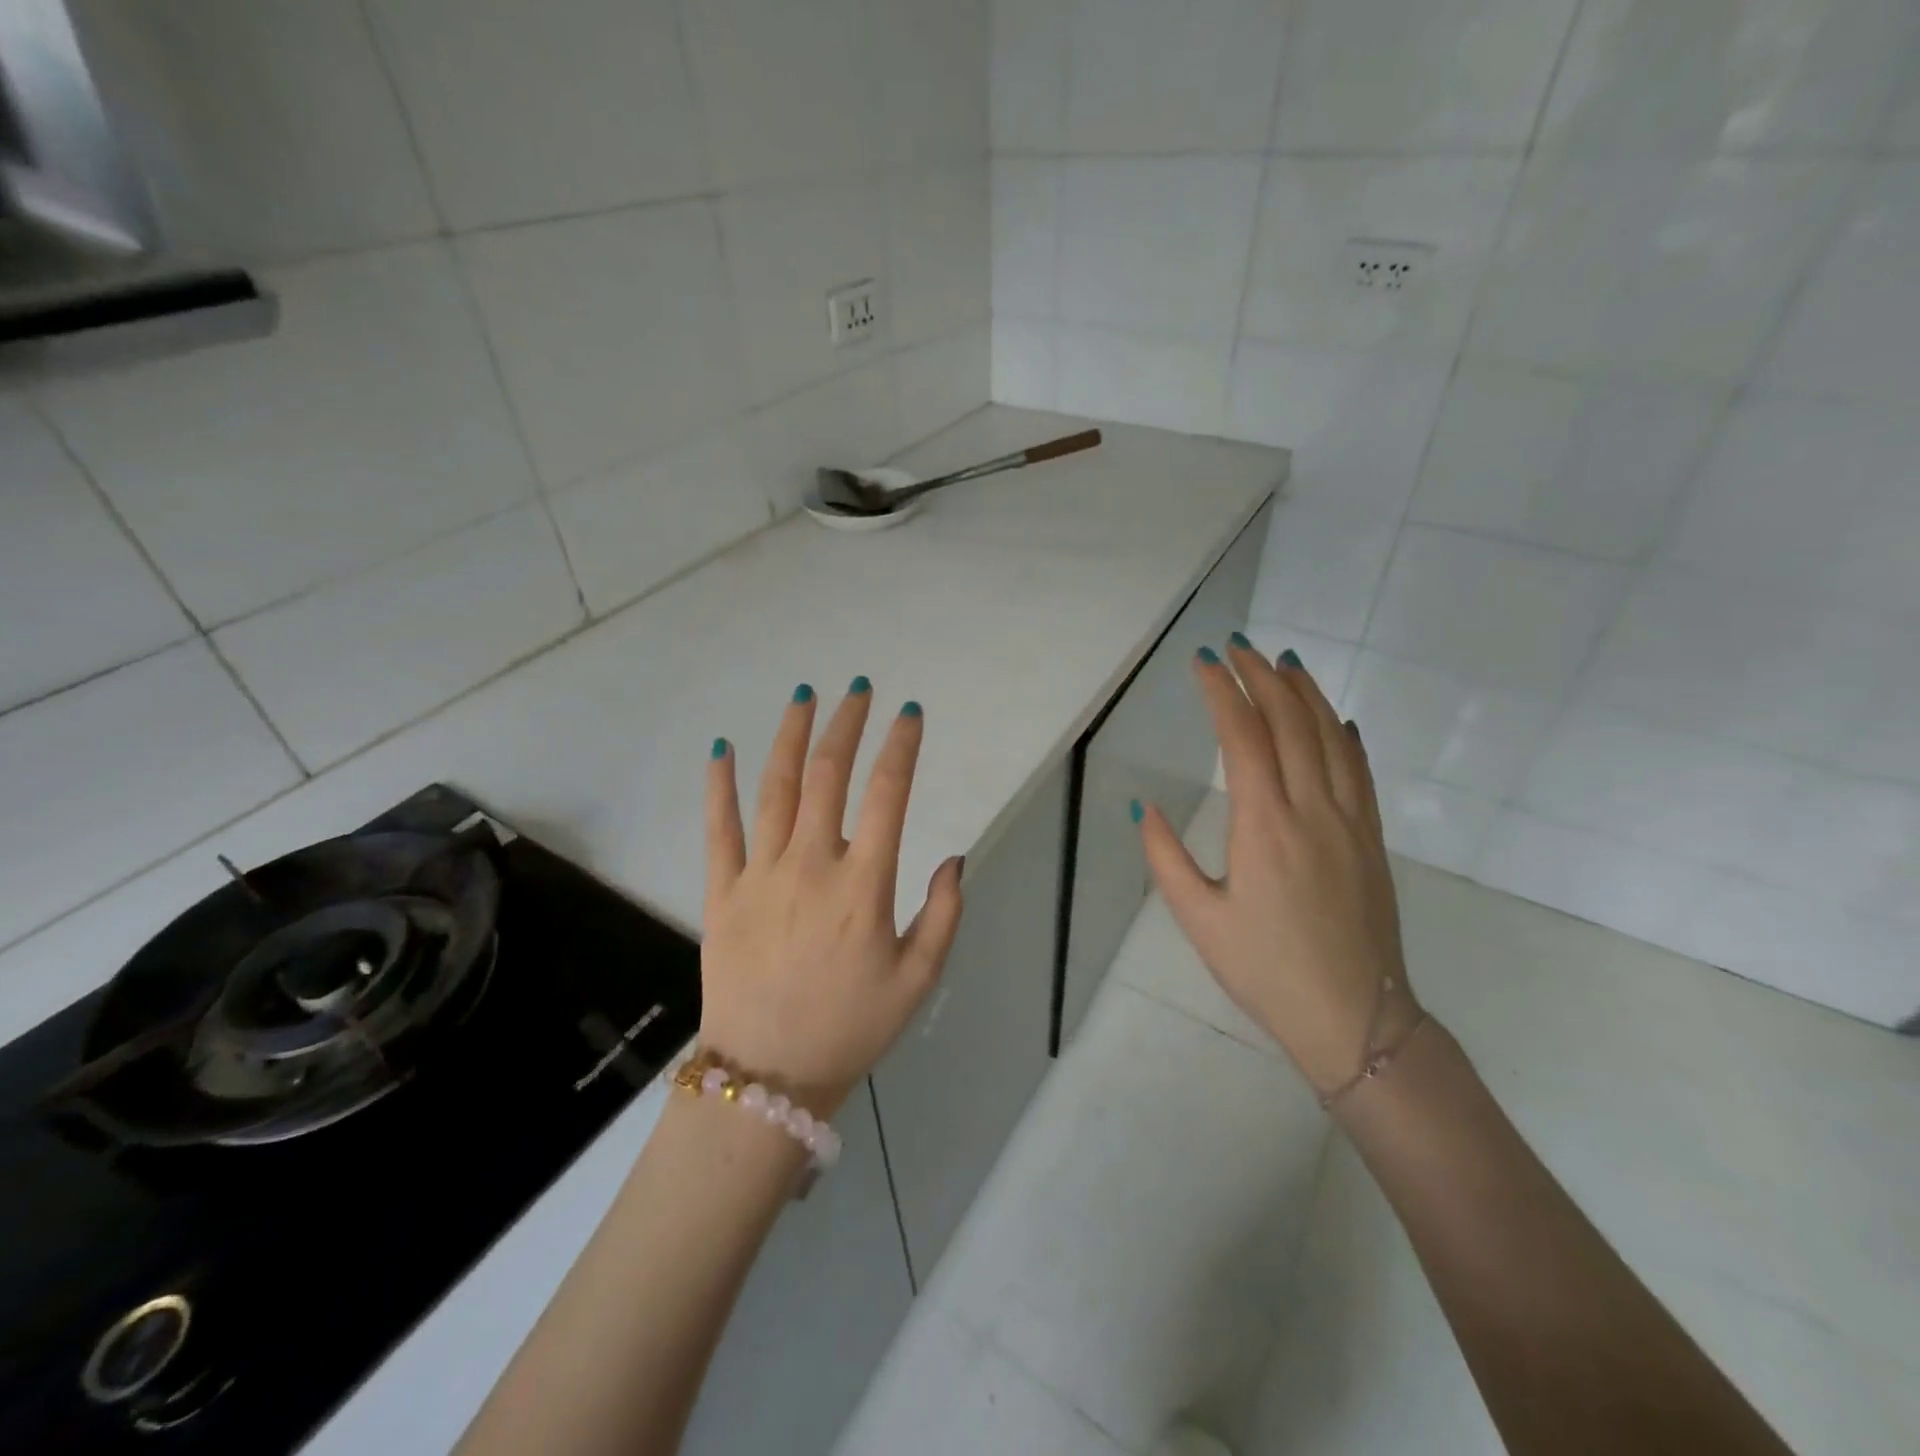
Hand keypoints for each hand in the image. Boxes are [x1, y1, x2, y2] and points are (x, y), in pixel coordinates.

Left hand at [699, 681, 964, 1117]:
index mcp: (864, 885)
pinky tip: (722, 748)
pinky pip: (719, 828)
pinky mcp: (721, 891)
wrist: (768, 1078)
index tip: (910, 714)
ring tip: (803, 696)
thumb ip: (944, 915)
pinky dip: (720, 785)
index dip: (901, 746)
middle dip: (846, 724)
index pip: (888, 794)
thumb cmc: (851, 1028)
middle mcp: (812, 865)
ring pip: (775, 788)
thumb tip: (955, 857)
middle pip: (829, 775)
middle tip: (858, 689)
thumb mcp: (918, 980)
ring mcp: (760, 874)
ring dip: (790, 736)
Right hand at [1136, 640, 1415, 1096]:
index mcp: (1264, 826)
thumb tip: (1141, 805)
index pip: (1244, 738)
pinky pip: (1361, 771)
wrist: (1356, 1018)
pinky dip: (1345, 735)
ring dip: (1307, 694)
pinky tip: (1337, 721)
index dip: (1223, 693)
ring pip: (1332, 738)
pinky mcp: (1372, 839)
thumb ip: (1164, 857)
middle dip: (1263, 678)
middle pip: (1291, 723)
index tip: (1203, 662)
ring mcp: (1351, 822)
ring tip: (1285, 662)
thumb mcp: (1198, 919)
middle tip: (1239, 648)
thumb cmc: (1265, 970)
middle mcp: (1312, 810)